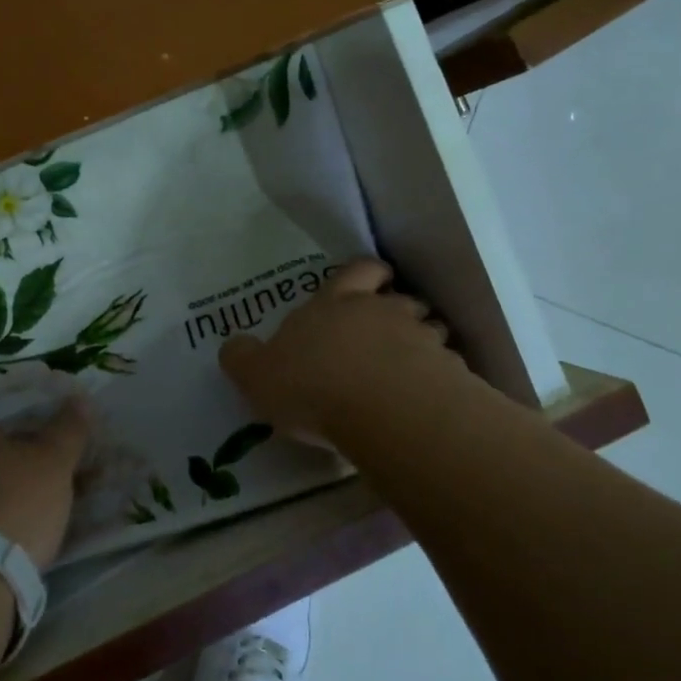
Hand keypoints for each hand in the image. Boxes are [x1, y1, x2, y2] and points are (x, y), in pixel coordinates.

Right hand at [219, 258, 461, 438]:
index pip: (356, 271)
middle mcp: (381, 312)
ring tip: (409, 372)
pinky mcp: (447, 372)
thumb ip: (243, 358)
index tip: (373, 281)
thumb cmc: (311, 383)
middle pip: (400, 297)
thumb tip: (233, 346)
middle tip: (388, 333)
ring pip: (429, 330)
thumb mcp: (257, 374)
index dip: (365, 274)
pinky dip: (439, 380)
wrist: (380, 409)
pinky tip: (427, 404)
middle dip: (399, 309)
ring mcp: (420, 339)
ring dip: (422, 344)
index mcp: (335, 303)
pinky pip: (447, 369)